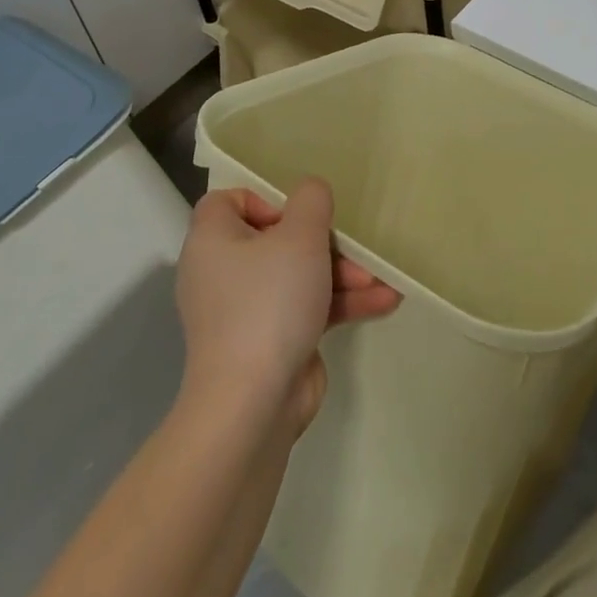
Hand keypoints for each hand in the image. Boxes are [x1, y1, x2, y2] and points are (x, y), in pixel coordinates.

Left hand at [176, 179, 399, 434]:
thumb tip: (311, 192)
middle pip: (275, 239)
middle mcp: (222, 273)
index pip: (228, 201)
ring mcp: (244, 311)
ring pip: (297, 275)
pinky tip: (383, 302)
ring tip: (380, 278)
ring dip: (341, 274)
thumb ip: (312, 200)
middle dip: (324, 243)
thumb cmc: (270, 302)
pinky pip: (305, 309)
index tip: (298, 216)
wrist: (252, 404)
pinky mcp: (268, 342)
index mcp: (213, 241)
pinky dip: (338, 304)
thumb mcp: (301, 235)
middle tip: (354, 248)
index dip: (265, 199)